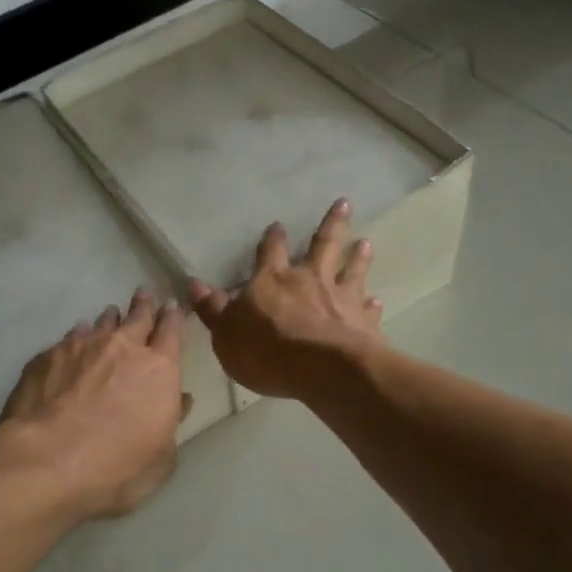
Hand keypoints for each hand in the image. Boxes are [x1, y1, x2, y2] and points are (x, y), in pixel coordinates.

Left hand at [0, 288, 190, 517]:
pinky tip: (72, 344)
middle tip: (143, 295)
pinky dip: (76, 340)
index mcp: (159, 369)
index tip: (171, 305)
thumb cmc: (117, 467)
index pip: (171, 331)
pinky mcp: (48, 356)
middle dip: (143, 306)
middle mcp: (122, 347)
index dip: (172, 317)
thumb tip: (179, 401)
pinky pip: (69, 340)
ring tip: (110, 315)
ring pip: (101, 324)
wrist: (48, 461)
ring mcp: (82, 347)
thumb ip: (171, 424)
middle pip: (137, 317)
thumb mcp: (160, 459)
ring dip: (109, 320)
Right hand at [190, 199, 383, 399]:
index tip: (278, 225)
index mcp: (273, 281)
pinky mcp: (364, 322)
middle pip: (323, 245)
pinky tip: (377, 300)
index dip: (272, 239)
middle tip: (344, 202)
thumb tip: (195, 284)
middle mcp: (310, 280)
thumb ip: (213, 309)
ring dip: (358, 255)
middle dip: (332, 224)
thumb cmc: (267, 350)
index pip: (270, 252)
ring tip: (366, 241)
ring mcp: (341, 298)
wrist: (324, 369)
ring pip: (352, 269)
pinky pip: (368, 309)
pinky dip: (371, 303)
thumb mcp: (226, 334)